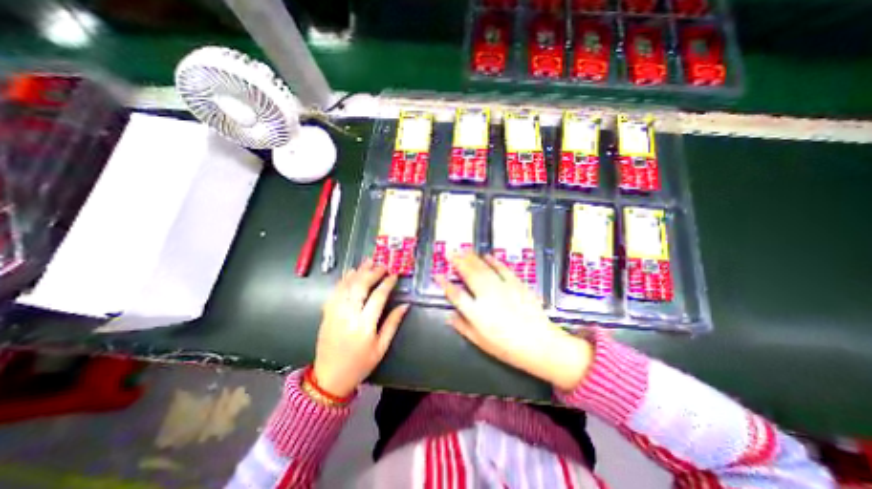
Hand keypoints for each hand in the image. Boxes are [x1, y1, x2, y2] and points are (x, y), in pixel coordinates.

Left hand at [313, 261, 409, 396]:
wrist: (329, 378)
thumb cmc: (360, 364)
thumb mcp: (381, 347)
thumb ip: (393, 324)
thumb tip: (405, 305)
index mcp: (364, 326)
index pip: (378, 297)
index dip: (387, 283)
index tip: (394, 275)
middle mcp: (348, 316)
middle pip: (361, 287)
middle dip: (372, 273)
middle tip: (382, 265)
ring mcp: (335, 313)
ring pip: (347, 286)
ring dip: (358, 272)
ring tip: (368, 262)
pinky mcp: (326, 314)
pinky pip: (335, 292)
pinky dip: (343, 280)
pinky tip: (350, 273)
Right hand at [436, 255, 592, 390]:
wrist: (540, 345)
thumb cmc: (507, 347)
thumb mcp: (481, 342)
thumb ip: (463, 327)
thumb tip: (449, 315)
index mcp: (476, 313)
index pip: (455, 294)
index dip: (444, 283)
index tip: (437, 275)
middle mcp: (487, 296)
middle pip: (469, 274)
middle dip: (458, 262)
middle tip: (450, 252)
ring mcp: (503, 288)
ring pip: (483, 268)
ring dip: (472, 258)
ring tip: (463, 250)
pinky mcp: (516, 284)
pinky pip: (503, 269)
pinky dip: (494, 261)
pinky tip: (487, 255)